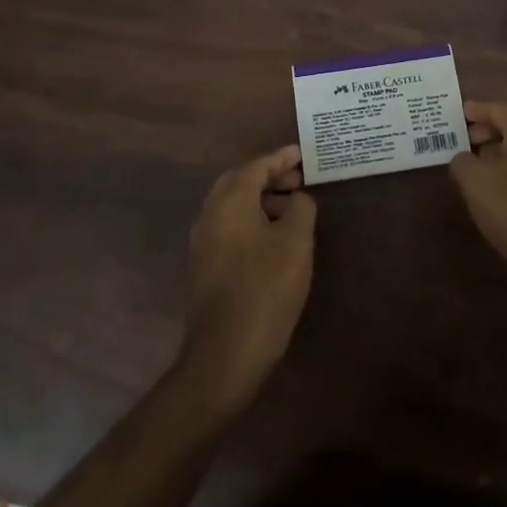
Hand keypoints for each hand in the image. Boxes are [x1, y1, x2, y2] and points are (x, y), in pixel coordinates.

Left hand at [178, 145, 316, 413]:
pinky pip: (229, 226)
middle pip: (238, 182)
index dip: (281, 158)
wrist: (226, 353)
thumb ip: (301, 208)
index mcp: (229, 202)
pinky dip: (251, 219)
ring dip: (260, 198)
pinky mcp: (205, 266)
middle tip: (298, 179)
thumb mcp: (296, 242)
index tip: (303, 154)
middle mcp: (210, 215)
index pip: (256, 166)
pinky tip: (274, 236)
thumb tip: (297, 198)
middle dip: (268, 176)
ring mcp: (203, 243)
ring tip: (292, 207)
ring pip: (232, 205)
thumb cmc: (266, 288)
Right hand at [450, 100, 506, 304]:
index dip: (473, 112)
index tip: (455, 117)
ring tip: (481, 163)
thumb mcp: (476, 185)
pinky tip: (503, 181)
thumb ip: (462, 162)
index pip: (494, 107)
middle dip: (491, 125)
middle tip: (468, 140)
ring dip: (505, 143)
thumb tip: (465, 157)